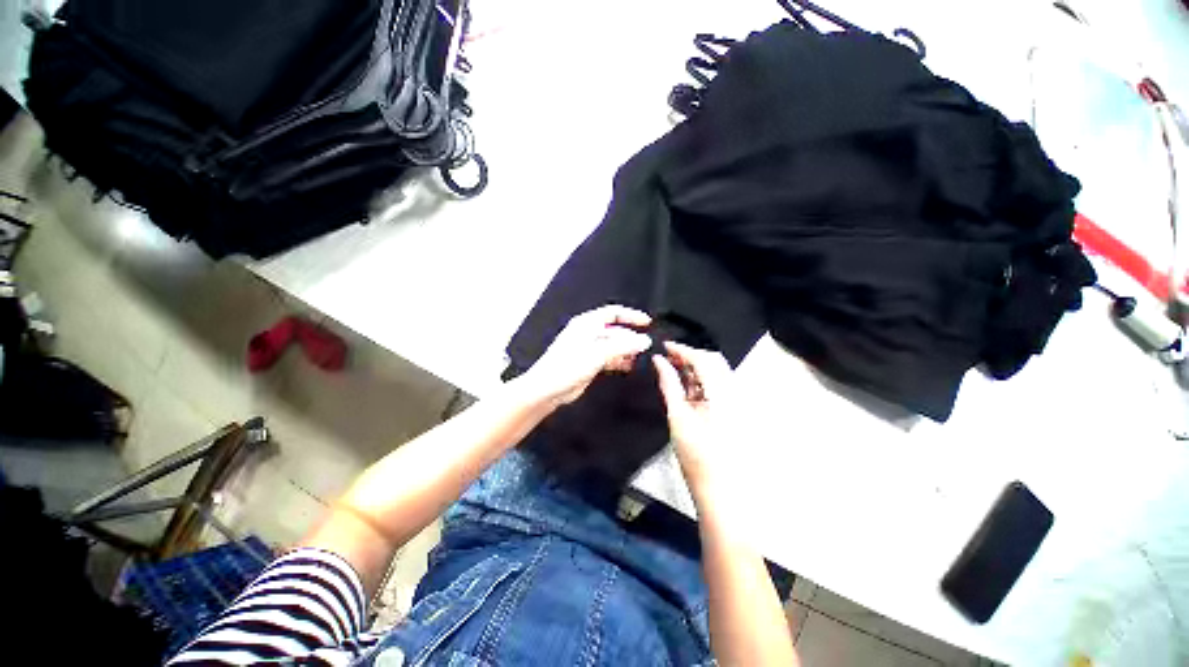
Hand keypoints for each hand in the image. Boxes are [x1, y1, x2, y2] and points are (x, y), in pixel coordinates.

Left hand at [519, 305, 651, 407]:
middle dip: (631, 337)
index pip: (613, 313)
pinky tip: (628, 366)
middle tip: (645, 346)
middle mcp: (588, 333)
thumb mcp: (597, 353)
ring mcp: (588, 348)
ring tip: (639, 358)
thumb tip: (644, 340)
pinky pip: (608, 358)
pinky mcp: (589, 362)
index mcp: (587, 323)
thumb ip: (622, 346)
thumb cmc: (566, 367)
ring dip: (626, 350)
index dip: (631, 315)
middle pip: (615, 331)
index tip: (646, 322)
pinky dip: (619, 360)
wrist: (547, 389)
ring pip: (613, 345)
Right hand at [653, 342, 731, 488]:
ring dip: (696, 367)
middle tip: (668, 357)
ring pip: (718, 372)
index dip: (682, 349)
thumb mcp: (677, 417)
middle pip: (714, 361)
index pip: (703, 359)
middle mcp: (736, 393)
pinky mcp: (737, 410)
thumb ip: (669, 384)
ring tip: (674, 369)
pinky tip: (688, 386)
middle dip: (690, 355)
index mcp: (723, 394)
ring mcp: (739, 402)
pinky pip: (720, 385)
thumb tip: (659, 361)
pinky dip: (703, 380)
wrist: (722, 490)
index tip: (664, 346)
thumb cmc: (697, 457)